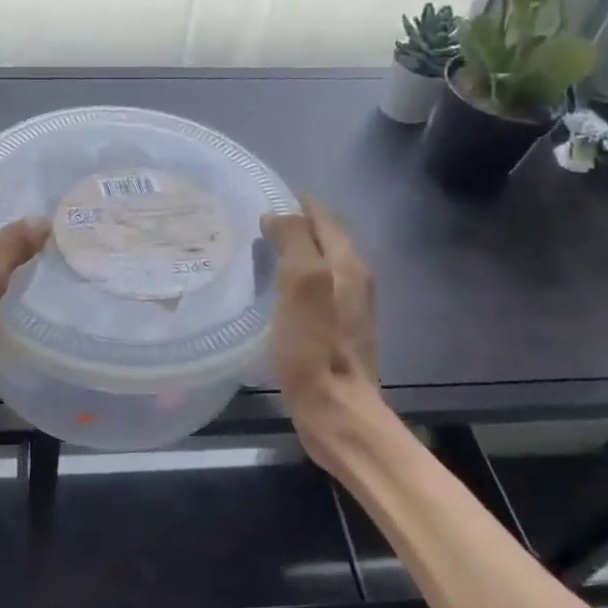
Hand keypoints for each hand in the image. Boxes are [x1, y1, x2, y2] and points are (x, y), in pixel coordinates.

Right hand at [263, 198, 384, 472]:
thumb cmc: (314, 346)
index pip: (323, 216)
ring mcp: (348, 308)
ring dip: (294, 252)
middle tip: (253, 222)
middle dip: (294, 224)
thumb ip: (294, 241)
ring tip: (257, 250)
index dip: (296, 203)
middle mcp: (354, 279)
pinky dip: (294, 279)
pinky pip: (315, 289)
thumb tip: (277, 216)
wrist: (335, 410)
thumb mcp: (303, 283)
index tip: (262, 196)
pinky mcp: (336, 332)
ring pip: (320, 264)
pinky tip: (272, 291)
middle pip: (324, 238)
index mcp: (348, 263)